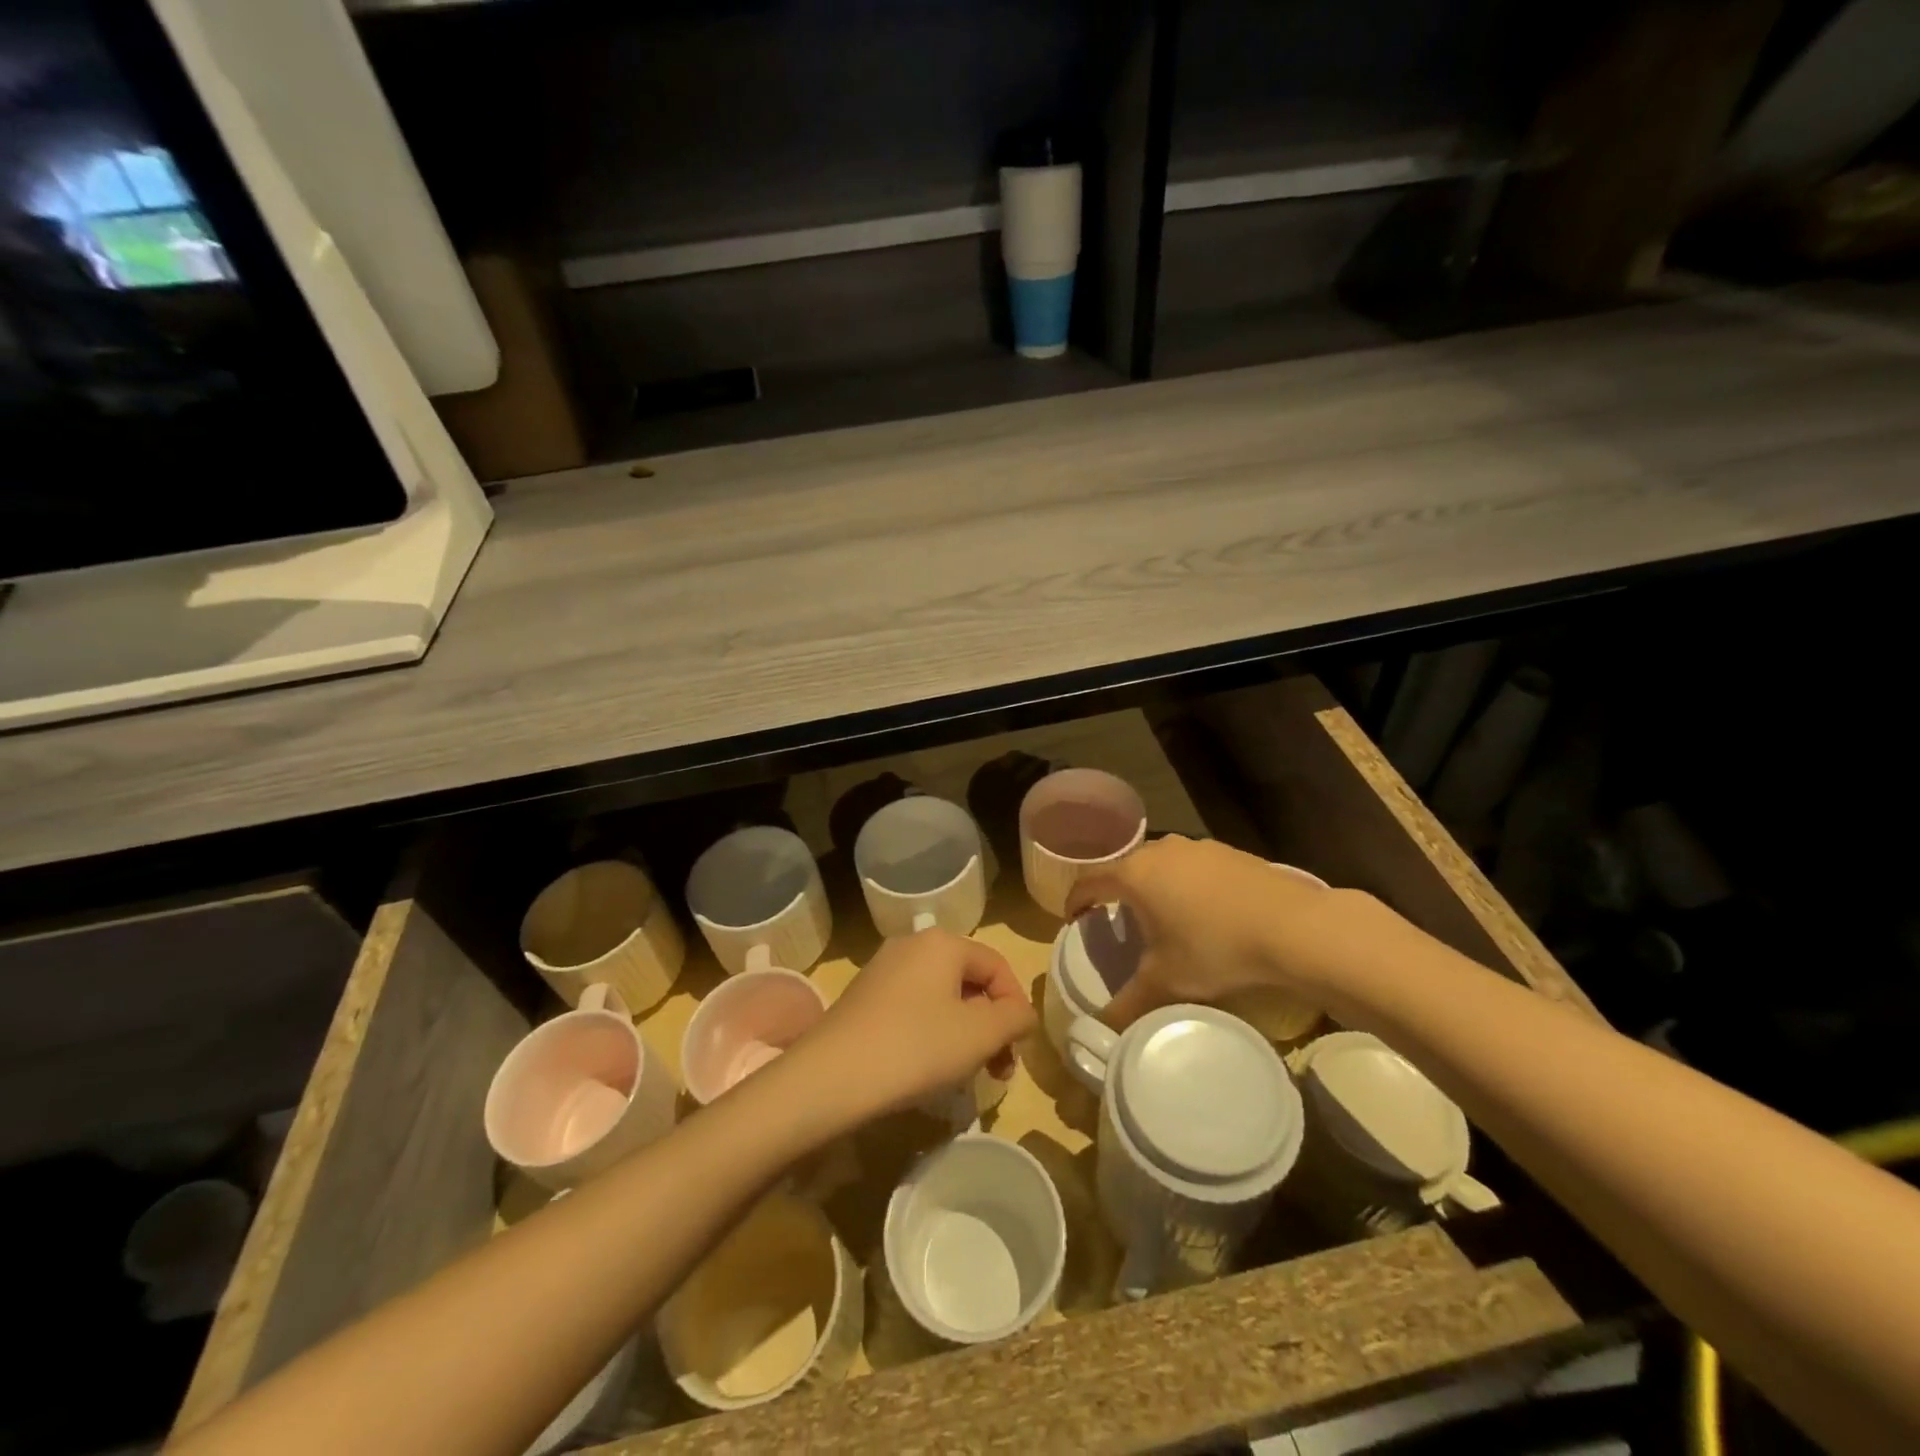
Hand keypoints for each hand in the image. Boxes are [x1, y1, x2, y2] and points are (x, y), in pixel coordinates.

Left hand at [792, 928, 1035, 1124]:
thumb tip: (1020, 1014)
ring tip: (964, 1074)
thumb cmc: (915, 1047)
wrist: (830, 1078)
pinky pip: (913, 1008)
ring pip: (941, 997)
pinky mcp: (863, 998)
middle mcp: (911, 945)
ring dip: (963, 1032)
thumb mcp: (980, 1034)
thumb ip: (1014, 1018)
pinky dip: (931, 1034)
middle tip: (997, 1069)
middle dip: (990, 1025)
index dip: (1016, 1007)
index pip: (997, 966)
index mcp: (942, 942)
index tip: (1017, 1050)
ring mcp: (882, 970)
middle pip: (968, 980)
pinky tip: (926, 1069)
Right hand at [1064, 835, 1371, 1029]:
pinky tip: (1203, 910)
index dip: (1076, 902)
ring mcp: (1196, 847)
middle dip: (1116, 893)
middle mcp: (1159, 850)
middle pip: (1124, 868)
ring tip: (1162, 917)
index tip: (1075, 921)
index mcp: (1134, 874)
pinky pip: (1191, 865)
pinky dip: (1185, 884)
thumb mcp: (1166, 983)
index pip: (1089, 881)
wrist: (1293, 927)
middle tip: (1119, 922)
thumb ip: (1127, 1005)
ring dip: (1153, 887)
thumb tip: (1098, 1031)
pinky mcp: (1227, 851)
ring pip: (1160, 864)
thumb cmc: (1215, 948)